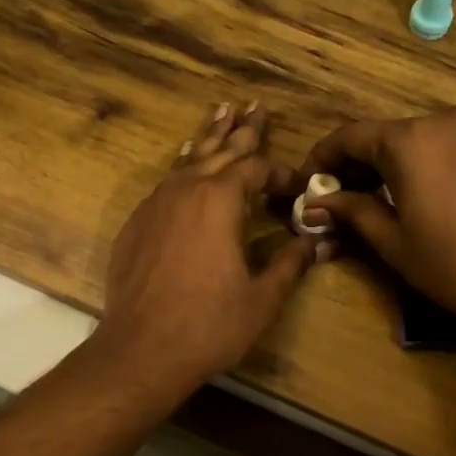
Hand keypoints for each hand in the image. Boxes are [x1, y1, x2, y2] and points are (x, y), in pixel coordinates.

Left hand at [95, 102, 323, 392]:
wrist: (141, 350)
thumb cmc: (209, 324)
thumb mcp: (262, 297)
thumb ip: (291, 262)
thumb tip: (319, 241)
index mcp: (220, 200)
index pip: (256, 169)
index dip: (280, 173)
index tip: (296, 185)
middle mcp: (185, 190)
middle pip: (220, 151)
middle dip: (242, 129)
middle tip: (255, 104)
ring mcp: (154, 205)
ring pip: (188, 161)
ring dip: (208, 139)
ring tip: (220, 113)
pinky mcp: (136, 224)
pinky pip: (165, 183)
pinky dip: (183, 168)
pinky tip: (186, 166)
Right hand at [298, 106, 455, 338]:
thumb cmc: (454, 265)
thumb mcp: (392, 241)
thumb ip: (351, 212)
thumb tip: (316, 204)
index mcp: (409, 141)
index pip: (349, 137)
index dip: (322, 158)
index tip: (309, 184)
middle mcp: (442, 119)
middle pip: (384, 135)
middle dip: (357, 164)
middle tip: (340, 199)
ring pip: (417, 139)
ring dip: (392, 164)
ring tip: (380, 200)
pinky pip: (448, 144)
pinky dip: (426, 162)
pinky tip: (422, 194)